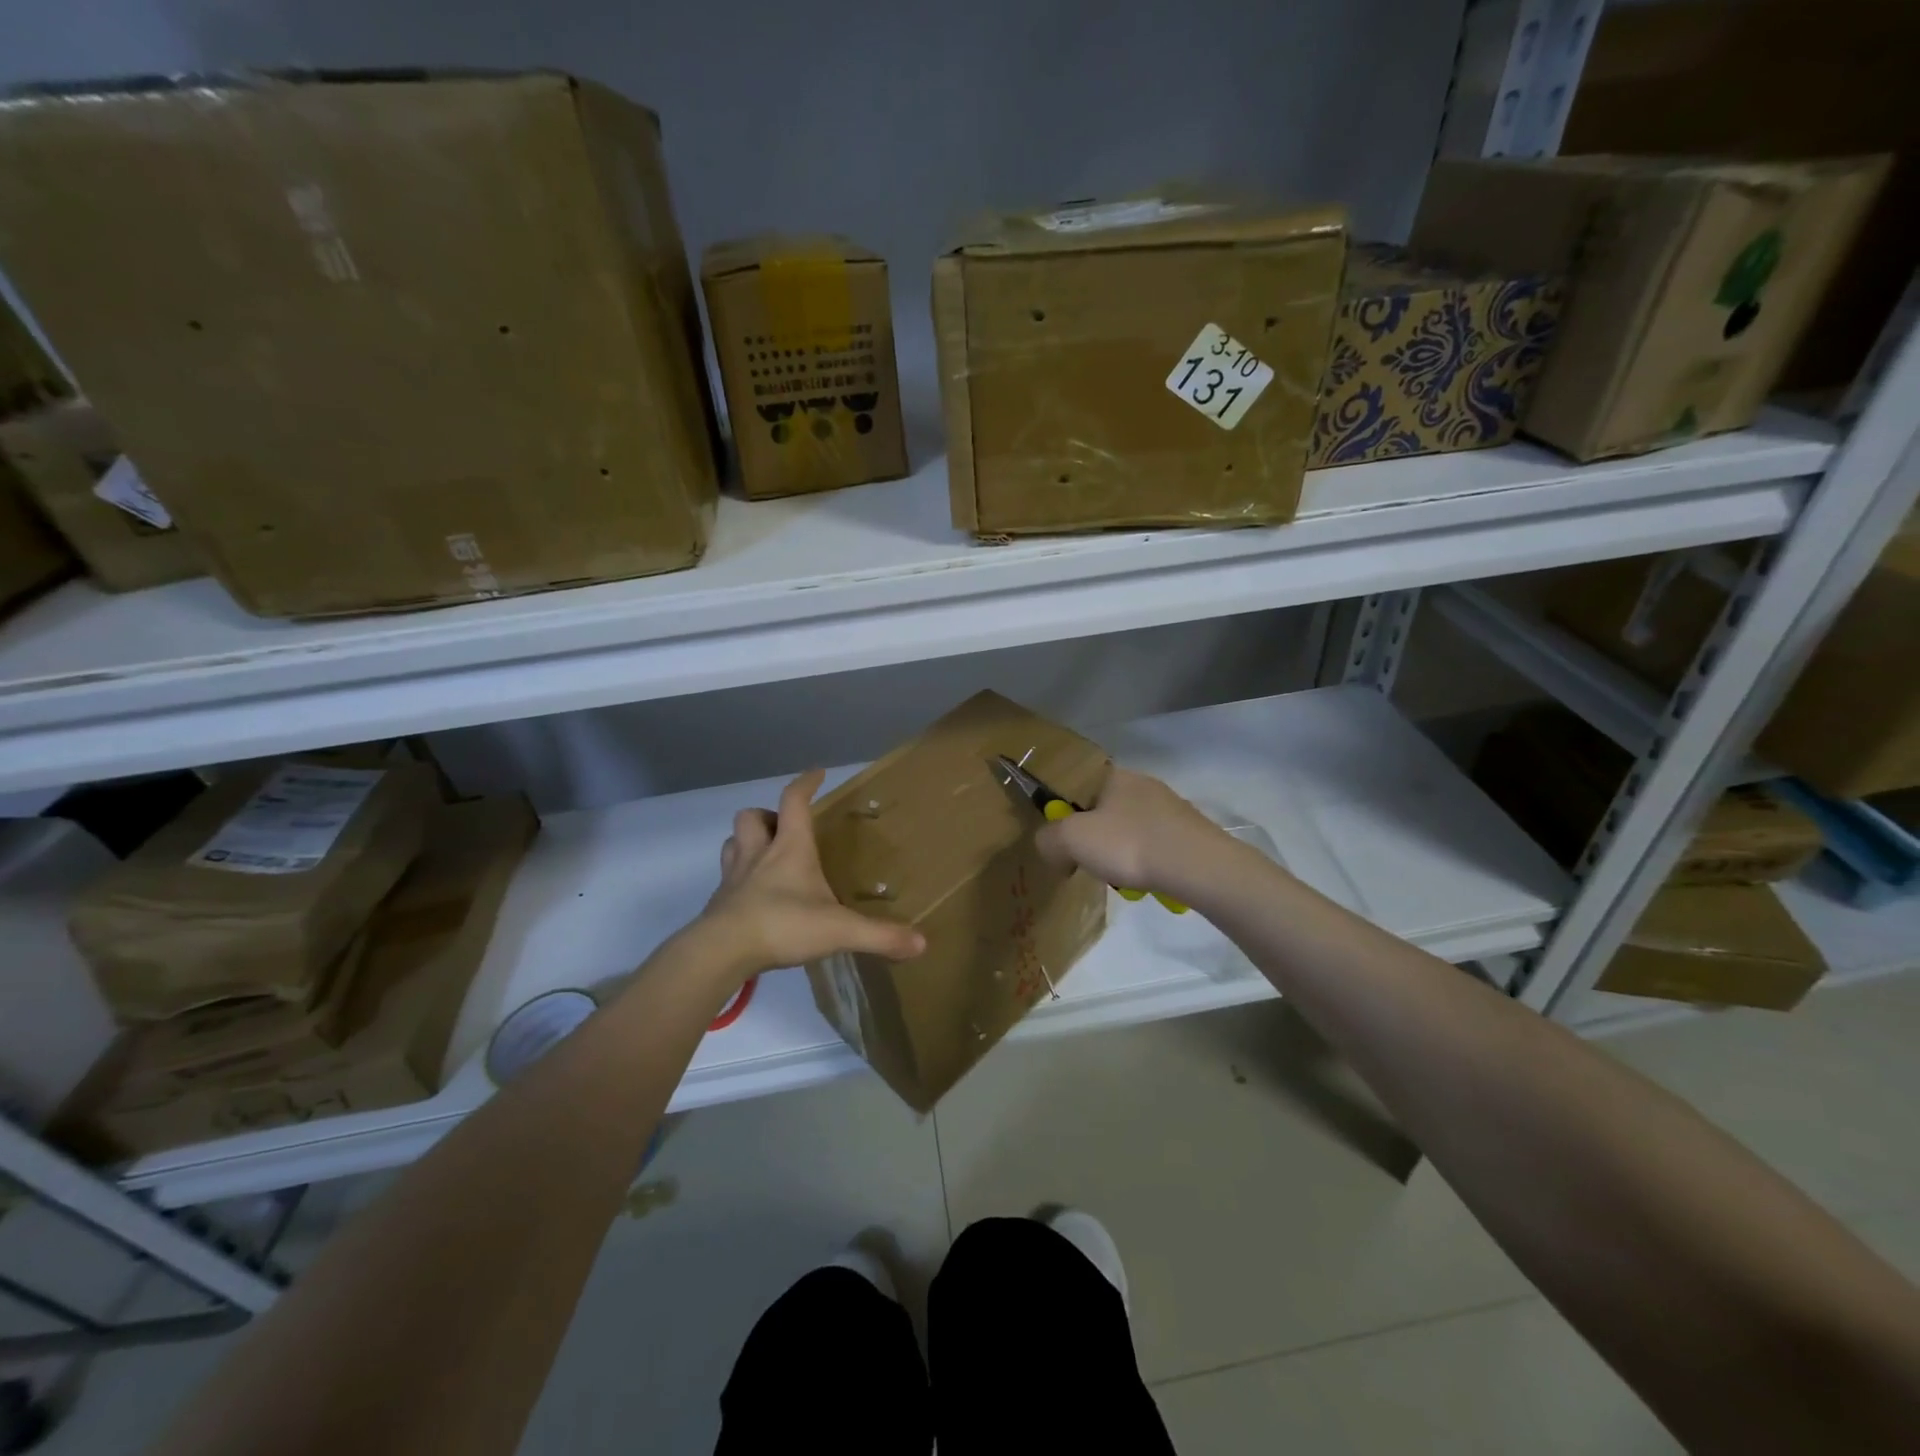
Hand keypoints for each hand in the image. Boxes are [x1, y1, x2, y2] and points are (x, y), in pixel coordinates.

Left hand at [698, 769, 925, 979]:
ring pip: (733, 843)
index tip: (818, 773)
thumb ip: (880, 936)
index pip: (794, 801)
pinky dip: (739, 879)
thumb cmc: (782, 925)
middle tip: (784, 828)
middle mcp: (758, 854)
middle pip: (751, 816)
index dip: (806, 784)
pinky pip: (727, 879)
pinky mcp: (719, 904)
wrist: (721, 952)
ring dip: (747, 842)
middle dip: (767, 815)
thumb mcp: (839, 930)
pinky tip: (753, 897)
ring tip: (765, 855)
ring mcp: (734, 878)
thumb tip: (921, 943)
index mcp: (789, 848)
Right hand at [1034, 767, 1223, 897]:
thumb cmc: (1129, 843)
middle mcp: (1143, 783)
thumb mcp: (1071, 839)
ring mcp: (1170, 807)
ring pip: (1129, 828)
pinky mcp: (1189, 832)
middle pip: (1103, 808)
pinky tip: (1144, 880)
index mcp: (1114, 775)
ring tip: (1116, 876)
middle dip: (1092, 835)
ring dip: (1118, 850)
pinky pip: (1153, 845)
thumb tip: (1050, 846)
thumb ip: (1048, 839)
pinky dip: (1143, 861)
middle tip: (1084, 860)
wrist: (1198, 867)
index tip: (1060, 836)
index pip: (1078, 783)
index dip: (1064, 808)